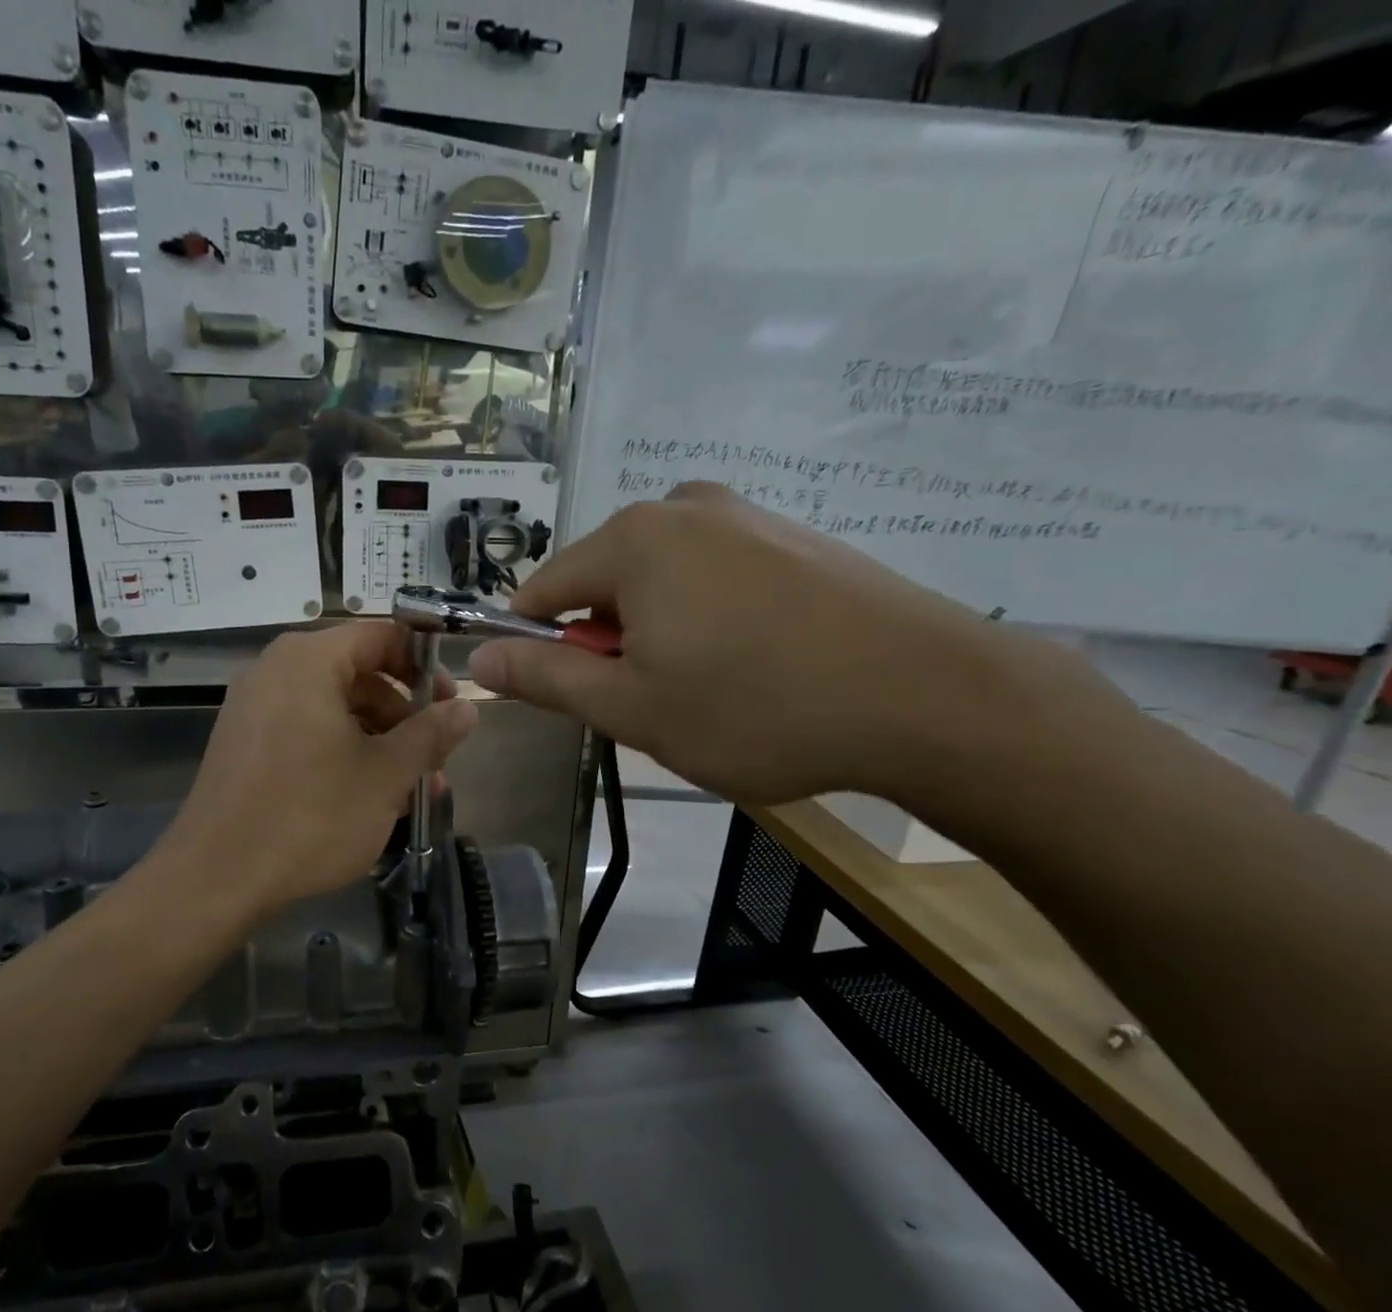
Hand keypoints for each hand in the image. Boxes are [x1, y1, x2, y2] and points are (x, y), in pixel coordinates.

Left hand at [158, 621, 477, 917]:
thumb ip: (430, 734)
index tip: (452, 705)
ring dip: (380, 741)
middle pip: (359, 673)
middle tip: (436, 758)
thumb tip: (468, 709)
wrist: (216, 879)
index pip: (382, 636)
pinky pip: (307, 730)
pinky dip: (344, 752)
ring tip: (412, 790)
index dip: (425, 665)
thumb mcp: (386, 775)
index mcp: (308, 661)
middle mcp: (276, 671)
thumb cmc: (311, 817)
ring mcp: (254, 708)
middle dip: (405, 716)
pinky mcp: (244, 744)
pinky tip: (368, 797)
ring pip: (336, 708)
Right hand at [469, 481, 1083, 808]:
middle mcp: (683, 507)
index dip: (534, 644)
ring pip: (662, 582)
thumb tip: (479, 659)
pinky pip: (716, 578)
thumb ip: (547, 679)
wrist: (928, 696)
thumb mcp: (632, 708)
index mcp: (632, 540)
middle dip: (609, 643)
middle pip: (605, 582)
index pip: (543, 590)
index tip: (559, 694)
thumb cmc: (756, 708)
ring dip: (660, 636)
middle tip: (651, 704)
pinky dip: (710, 621)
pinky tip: (755, 666)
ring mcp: (746, 516)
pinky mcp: (795, 538)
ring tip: (707, 691)